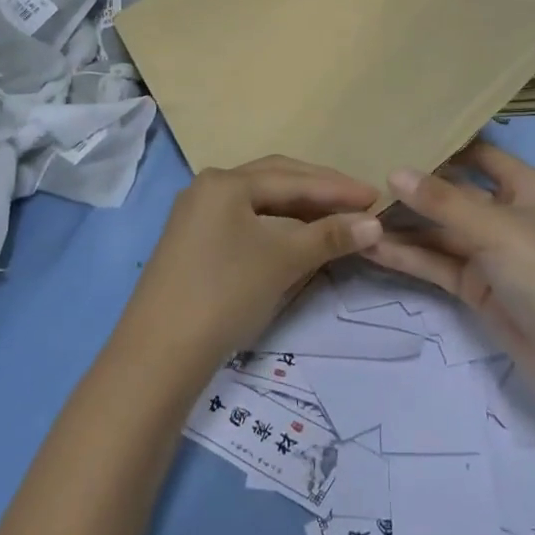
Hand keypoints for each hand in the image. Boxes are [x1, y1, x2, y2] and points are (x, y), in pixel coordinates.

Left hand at [129, 156, 381, 362]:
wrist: (158, 355)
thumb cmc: (225, 293)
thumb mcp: (282, 260)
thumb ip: (330, 236)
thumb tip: (375, 224)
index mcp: (226, 182)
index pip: (294, 178)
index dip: (338, 188)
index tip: (376, 196)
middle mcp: (208, 188)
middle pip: (275, 180)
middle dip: (319, 190)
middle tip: (359, 202)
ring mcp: (197, 216)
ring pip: (260, 202)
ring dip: (299, 208)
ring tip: (335, 217)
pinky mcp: (194, 243)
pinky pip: (246, 221)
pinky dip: (277, 226)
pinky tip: (297, 237)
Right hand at [364, 141, 534, 393]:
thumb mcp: (496, 230)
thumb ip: (443, 202)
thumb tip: (394, 171)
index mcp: (524, 188)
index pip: (478, 155)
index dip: (443, 146)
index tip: (396, 136)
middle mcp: (506, 214)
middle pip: (452, 194)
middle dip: (412, 188)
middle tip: (359, 176)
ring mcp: (490, 253)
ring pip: (439, 232)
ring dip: (402, 226)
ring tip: (353, 213)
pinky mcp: (476, 288)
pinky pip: (437, 263)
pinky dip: (408, 256)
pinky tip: (370, 247)